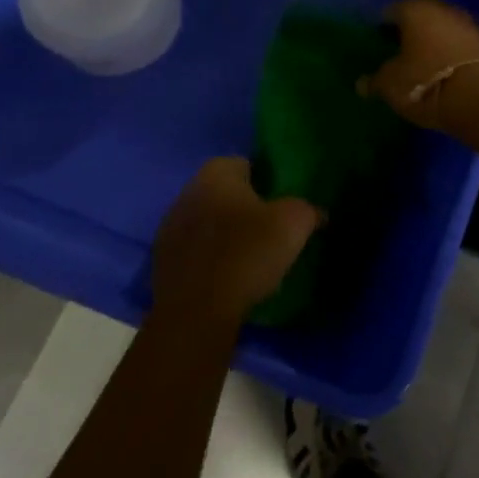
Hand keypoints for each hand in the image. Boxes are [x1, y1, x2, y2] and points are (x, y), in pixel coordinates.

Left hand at [152, 158, 321, 326]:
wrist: (197, 313)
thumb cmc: (247, 253)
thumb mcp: (294, 224)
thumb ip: (308, 209)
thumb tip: (317, 212)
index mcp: (216, 173)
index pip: (246, 164)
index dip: (266, 181)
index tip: (281, 204)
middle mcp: (187, 192)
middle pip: (224, 193)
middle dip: (243, 207)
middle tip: (268, 229)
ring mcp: (169, 227)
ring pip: (207, 222)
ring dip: (224, 233)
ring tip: (249, 258)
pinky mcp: (161, 262)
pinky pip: (194, 251)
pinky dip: (209, 259)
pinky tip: (226, 278)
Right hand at [364, 0, 478, 130]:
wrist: (478, 98)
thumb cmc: (424, 83)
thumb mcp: (391, 85)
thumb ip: (375, 80)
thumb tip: (362, 83)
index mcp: (414, 10)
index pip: (392, 11)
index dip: (382, 26)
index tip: (377, 41)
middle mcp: (442, 9)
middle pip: (421, 15)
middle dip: (410, 30)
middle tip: (399, 49)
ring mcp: (467, 23)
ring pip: (443, 27)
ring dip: (434, 39)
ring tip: (423, 59)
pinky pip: (460, 42)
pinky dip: (451, 50)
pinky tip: (445, 67)